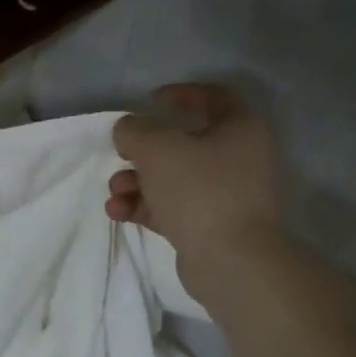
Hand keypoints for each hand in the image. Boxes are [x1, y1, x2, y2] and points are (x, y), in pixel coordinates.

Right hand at [108, 84, 285, 282]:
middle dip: (144, 150)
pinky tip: (118, 212)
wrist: (231, 262)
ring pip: (173, 178)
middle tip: (121, 154)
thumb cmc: (199, 190)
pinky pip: (172, 207)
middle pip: (184, 143)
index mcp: (240, 129)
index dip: (180, 94)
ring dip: (137, 181)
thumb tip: (127, 130)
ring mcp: (226, 196)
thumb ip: (135, 130)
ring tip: (115, 192)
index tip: (149, 101)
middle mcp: (238, 159)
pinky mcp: (210, 227)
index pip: (213, 98)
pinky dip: (145, 206)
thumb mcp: (157, 148)